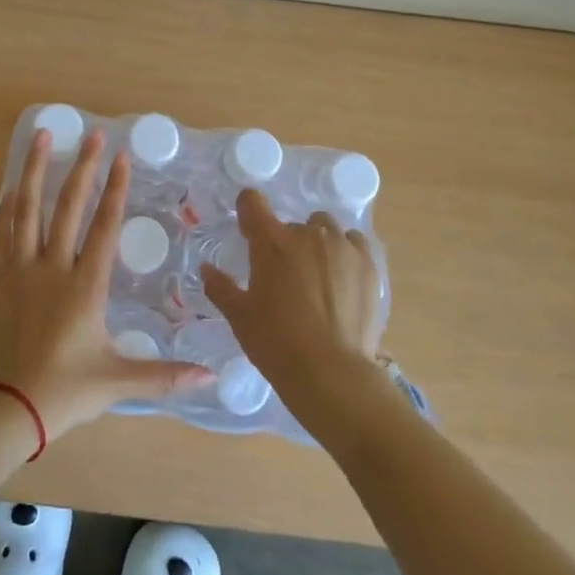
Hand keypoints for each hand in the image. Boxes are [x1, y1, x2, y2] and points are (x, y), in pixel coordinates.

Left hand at [0, 127, 211, 440]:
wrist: (3, 410)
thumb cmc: (64, 392)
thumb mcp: (117, 381)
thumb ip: (164, 375)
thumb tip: (210, 378)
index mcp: (85, 286)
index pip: (104, 226)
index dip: (115, 189)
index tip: (121, 156)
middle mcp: (52, 268)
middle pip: (68, 207)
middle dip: (83, 168)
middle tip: (92, 134)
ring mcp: (19, 271)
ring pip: (27, 210)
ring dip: (36, 171)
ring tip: (42, 137)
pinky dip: (6, 209)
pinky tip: (11, 188)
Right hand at [202, 189, 382, 414]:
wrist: (331, 372)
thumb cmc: (276, 342)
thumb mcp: (239, 316)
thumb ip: (220, 287)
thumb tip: (206, 269)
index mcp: (271, 242)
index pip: (253, 202)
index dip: (248, 210)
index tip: (249, 227)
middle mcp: (307, 234)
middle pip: (291, 224)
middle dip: (285, 243)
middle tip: (285, 276)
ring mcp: (341, 246)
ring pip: (325, 228)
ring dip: (317, 242)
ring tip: (317, 274)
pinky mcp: (368, 263)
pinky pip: (354, 241)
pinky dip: (345, 250)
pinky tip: (343, 276)